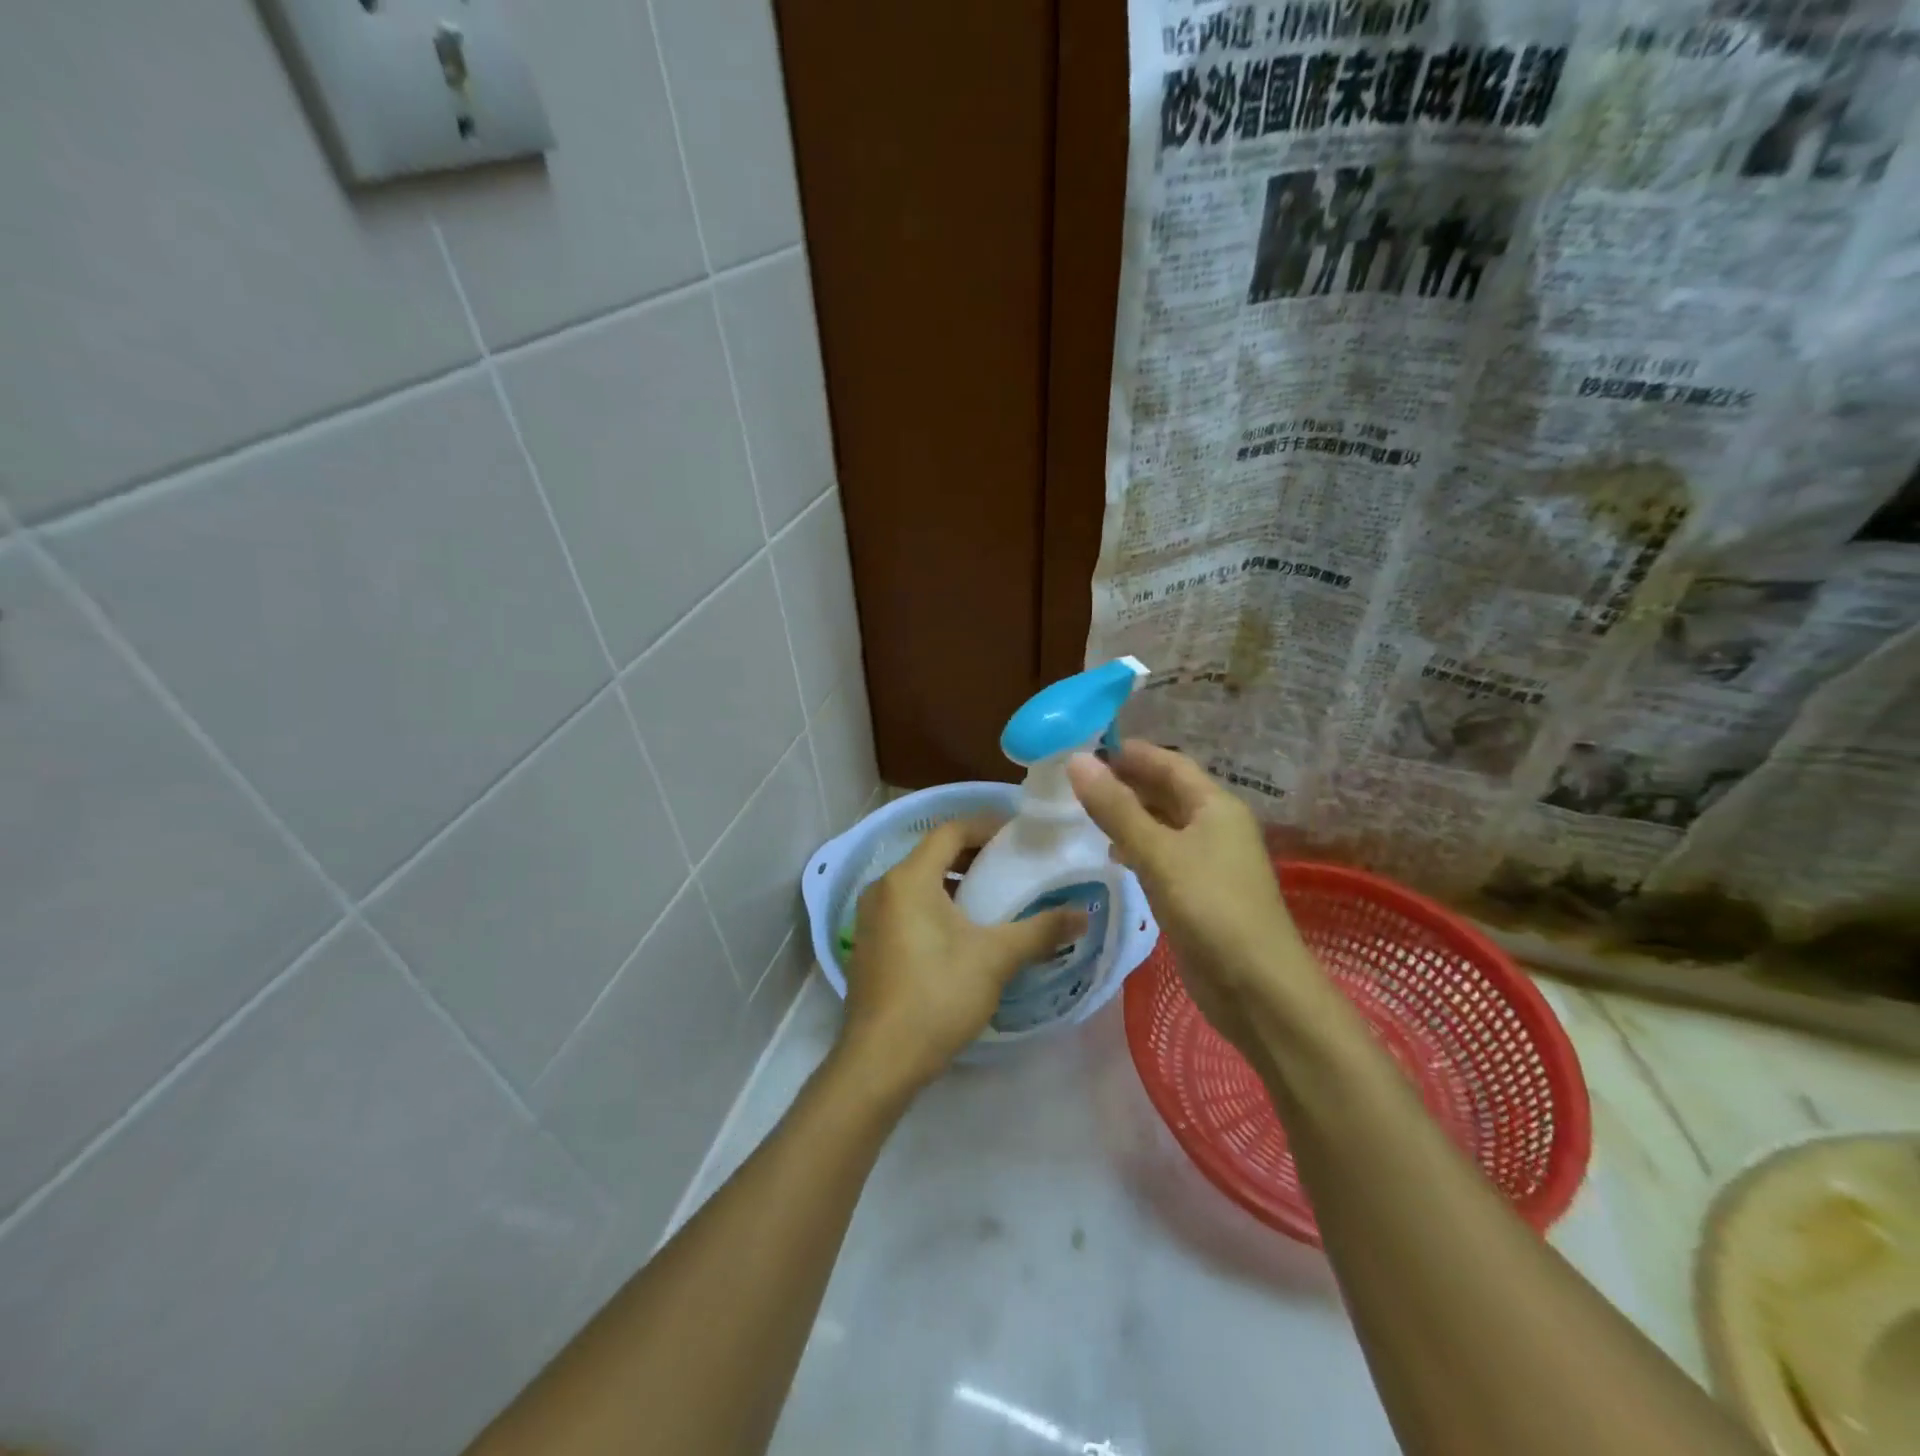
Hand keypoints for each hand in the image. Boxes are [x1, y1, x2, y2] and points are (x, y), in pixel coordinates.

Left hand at [836, 818, 1086, 1094]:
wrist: (880, 1061)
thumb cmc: (937, 996)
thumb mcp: (995, 959)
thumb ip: (1041, 930)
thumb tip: (1084, 914)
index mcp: (909, 878)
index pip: (950, 830)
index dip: (986, 826)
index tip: (1020, 836)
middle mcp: (883, 887)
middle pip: (933, 854)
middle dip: (974, 854)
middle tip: (1013, 865)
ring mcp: (871, 917)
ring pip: (918, 882)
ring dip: (955, 882)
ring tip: (994, 897)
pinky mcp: (869, 943)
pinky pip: (906, 906)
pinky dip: (935, 904)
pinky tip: (962, 931)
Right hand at [1067, 741, 1321, 1057]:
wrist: (1257, 988)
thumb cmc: (1210, 908)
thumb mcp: (1157, 853)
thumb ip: (1116, 808)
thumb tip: (1077, 762)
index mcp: (1215, 806)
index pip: (1170, 763)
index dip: (1132, 752)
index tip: (1088, 747)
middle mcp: (1216, 827)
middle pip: (1168, 792)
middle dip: (1127, 782)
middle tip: (1078, 779)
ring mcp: (1210, 862)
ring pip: (1164, 825)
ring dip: (1130, 815)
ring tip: (1087, 811)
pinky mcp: (1201, 894)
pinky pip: (1165, 857)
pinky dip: (1138, 848)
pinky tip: (1114, 856)